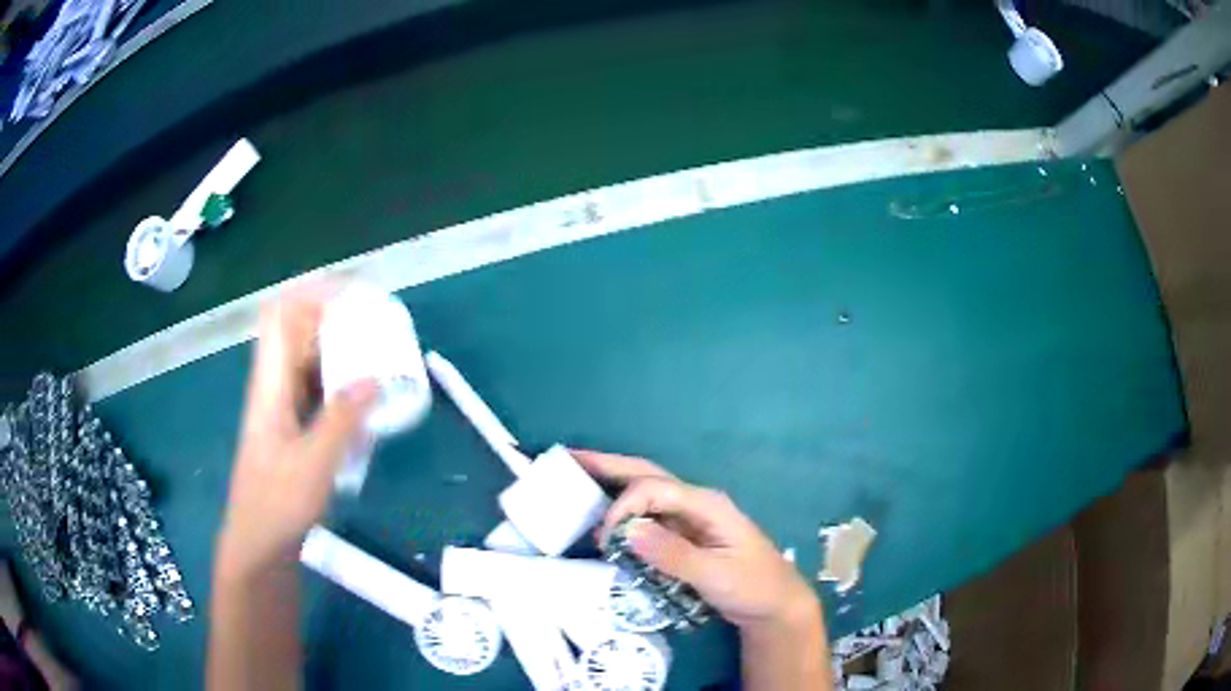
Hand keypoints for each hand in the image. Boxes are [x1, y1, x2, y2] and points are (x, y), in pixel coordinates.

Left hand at [217, 283, 376, 578]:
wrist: (259, 547)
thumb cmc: (277, 505)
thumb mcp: (313, 464)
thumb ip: (343, 420)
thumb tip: (375, 378)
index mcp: (269, 386)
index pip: (280, 316)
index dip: (311, 296)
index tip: (352, 297)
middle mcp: (274, 389)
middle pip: (298, 335)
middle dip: (335, 322)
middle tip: (376, 327)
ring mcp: (284, 411)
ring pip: (310, 364)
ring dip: (341, 354)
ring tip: (379, 358)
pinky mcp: (294, 432)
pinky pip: (318, 393)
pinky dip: (341, 387)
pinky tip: (366, 402)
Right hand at [573, 450, 819, 630]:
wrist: (775, 605)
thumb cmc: (753, 586)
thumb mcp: (715, 575)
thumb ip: (674, 554)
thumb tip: (629, 532)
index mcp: (706, 504)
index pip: (653, 489)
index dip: (623, 507)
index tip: (605, 539)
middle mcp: (695, 503)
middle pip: (647, 476)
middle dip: (609, 466)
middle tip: (570, 459)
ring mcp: (690, 519)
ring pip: (646, 493)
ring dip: (613, 484)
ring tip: (578, 479)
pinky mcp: (684, 537)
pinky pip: (648, 518)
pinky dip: (623, 513)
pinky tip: (604, 519)